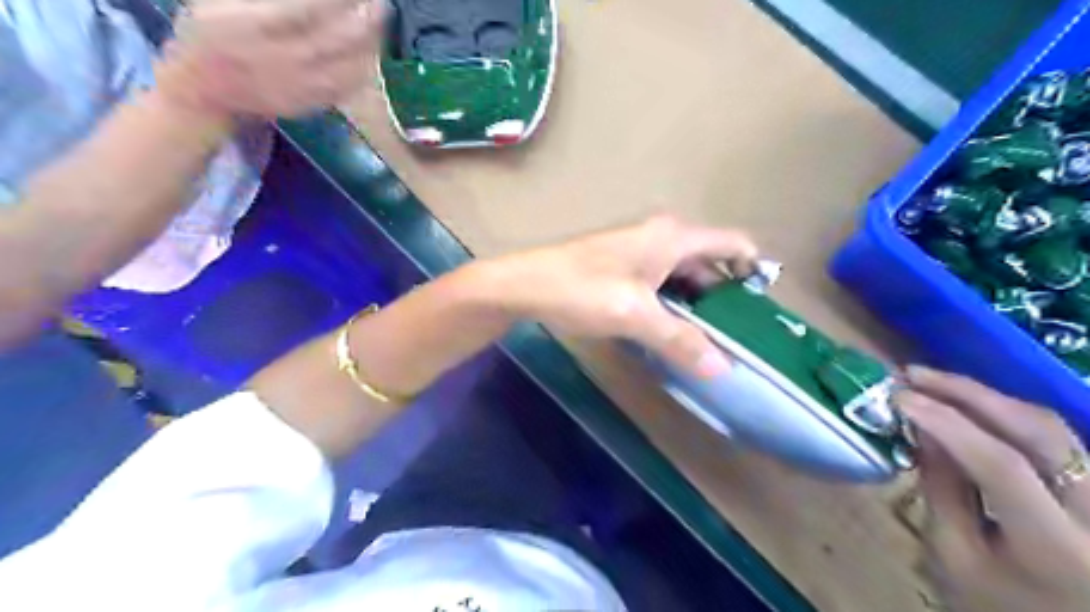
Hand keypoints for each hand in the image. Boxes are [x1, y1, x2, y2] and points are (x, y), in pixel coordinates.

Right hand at [155, 0, 382, 118]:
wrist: (205, 90)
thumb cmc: (210, 31)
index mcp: (249, 25)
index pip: (306, 9)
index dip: (337, 0)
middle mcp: (278, 60)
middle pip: (334, 41)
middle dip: (363, 19)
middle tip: (380, 2)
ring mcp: (298, 87)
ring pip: (347, 68)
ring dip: (370, 44)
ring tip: (379, 22)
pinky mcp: (310, 104)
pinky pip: (347, 88)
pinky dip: (365, 68)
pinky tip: (371, 50)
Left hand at [493, 215, 758, 378]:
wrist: (524, 284)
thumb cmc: (581, 290)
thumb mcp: (635, 315)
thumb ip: (680, 339)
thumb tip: (723, 368)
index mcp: (673, 237)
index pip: (733, 243)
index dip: (754, 270)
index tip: (761, 310)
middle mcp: (662, 236)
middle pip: (710, 263)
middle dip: (724, 298)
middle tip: (735, 339)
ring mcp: (640, 250)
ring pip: (684, 276)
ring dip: (696, 305)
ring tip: (708, 343)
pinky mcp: (623, 266)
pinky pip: (662, 283)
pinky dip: (672, 305)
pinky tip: (671, 332)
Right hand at [895, 368, 1089, 611]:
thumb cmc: (996, 606)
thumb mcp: (953, 556)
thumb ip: (940, 490)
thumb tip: (923, 429)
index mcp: (1058, 548)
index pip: (1002, 466)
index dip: (948, 424)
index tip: (900, 398)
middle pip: (1040, 432)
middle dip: (969, 394)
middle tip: (914, 374)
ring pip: (1053, 426)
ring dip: (987, 397)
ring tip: (933, 382)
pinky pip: (1055, 437)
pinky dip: (1007, 413)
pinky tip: (970, 405)